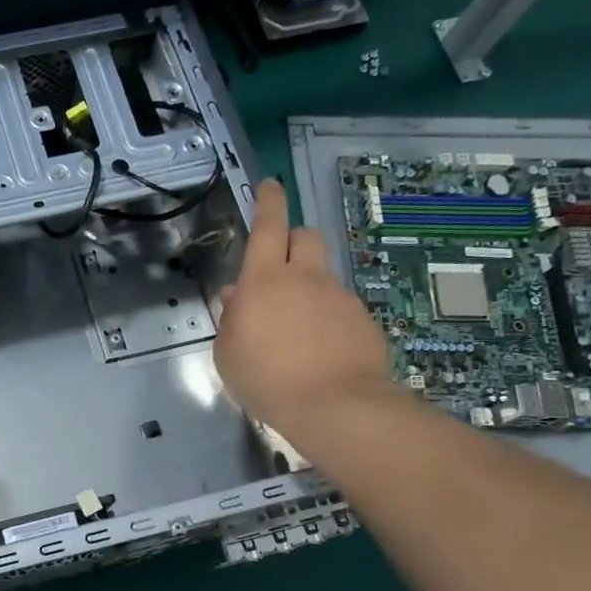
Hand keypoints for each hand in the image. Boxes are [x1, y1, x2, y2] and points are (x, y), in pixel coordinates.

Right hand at [214, 179, 393, 450]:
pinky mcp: (362, 319)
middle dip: (292, 239)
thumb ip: (231, 318)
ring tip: (297, 326)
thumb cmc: (266, 379)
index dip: (268, 201)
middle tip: (278, 264)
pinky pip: (339, 306)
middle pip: (305, 236)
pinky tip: (320, 349)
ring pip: (322, 274)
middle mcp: (305, 278)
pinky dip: (327, 317)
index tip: (269, 185)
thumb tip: (236, 296)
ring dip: (308, 286)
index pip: (268, 226)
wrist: (335, 406)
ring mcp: (338, 297)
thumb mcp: (228, 353)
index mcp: (264, 281)